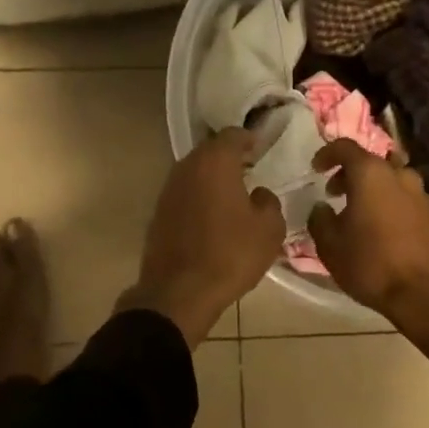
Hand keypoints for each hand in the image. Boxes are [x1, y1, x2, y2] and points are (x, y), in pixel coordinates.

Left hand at [122, 128, 283, 345]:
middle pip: (211, 150)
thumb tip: (259, 194)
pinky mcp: (159, 211)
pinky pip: (185, 192)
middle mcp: (188, 166)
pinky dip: (200, 196)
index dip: (250, 138)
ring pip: (196, 171)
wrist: (178, 292)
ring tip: (233, 192)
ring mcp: (169, 188)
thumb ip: (269, 202)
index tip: (261, 147)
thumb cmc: (229, 254)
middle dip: (230, 156)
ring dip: (213, 177)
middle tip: (250, 167)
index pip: (233, 134)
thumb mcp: (268, 230)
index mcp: (215, 161)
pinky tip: (213, 214)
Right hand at [309, 140, 428, 388]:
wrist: (427, 295)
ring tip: (360, 214)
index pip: (345, 147)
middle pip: (370, 162)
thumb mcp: (330, 245)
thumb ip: (320, 219)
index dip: (327, 154)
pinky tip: (383, 230)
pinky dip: (391, 205)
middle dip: (350, 174)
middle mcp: (399, 175)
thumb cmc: (371, 264)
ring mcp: (421, 194)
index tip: (316, 169)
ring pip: (391, 181)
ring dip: (373, 190)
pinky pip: (406, 200)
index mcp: (371, 173)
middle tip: (335, 194)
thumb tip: (322, 208)